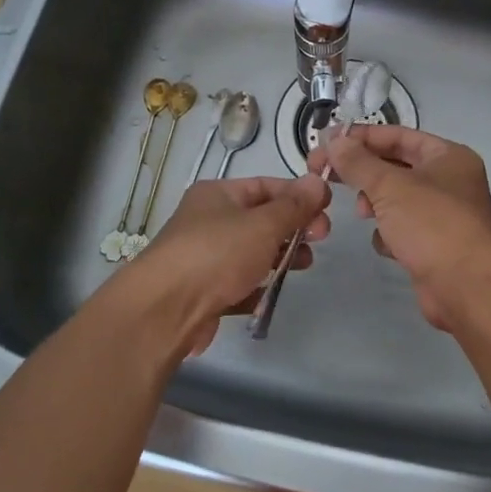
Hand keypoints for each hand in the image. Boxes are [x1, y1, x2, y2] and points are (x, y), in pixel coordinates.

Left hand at [122, 174, 331, 355]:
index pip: (266, 186)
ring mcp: (204, 258)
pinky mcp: (203, 292)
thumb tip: (318, 181)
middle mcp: (208, 221)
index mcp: (218, 195)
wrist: (164, 310)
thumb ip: (294, 206)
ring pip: (251, 252)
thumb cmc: (216, 254)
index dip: (298, 195)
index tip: (327, 209)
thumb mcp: (263, 224)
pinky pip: (238, 284)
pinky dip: (257, 287)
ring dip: (280, 256)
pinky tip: (272, 293)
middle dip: (293, 227)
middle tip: (321, 238)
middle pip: (260, 219)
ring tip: (304, 265)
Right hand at [313, 126, 490, 328]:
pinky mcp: (434, 246)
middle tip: (326, 174)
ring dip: (375, 203)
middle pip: (396, 166)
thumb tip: (334, 141)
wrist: (466, 287)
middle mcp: (450, 181)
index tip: (328, 142)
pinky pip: (403, 229)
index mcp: (448, 156)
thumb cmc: (432, 224)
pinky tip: (386, 244)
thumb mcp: (390, 186)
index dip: (362, 137)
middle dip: (364, 171)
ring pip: (397, 199)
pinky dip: (390, 234)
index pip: (399, 135)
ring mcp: (443, 215)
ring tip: (362, 213)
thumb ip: (358, 162)